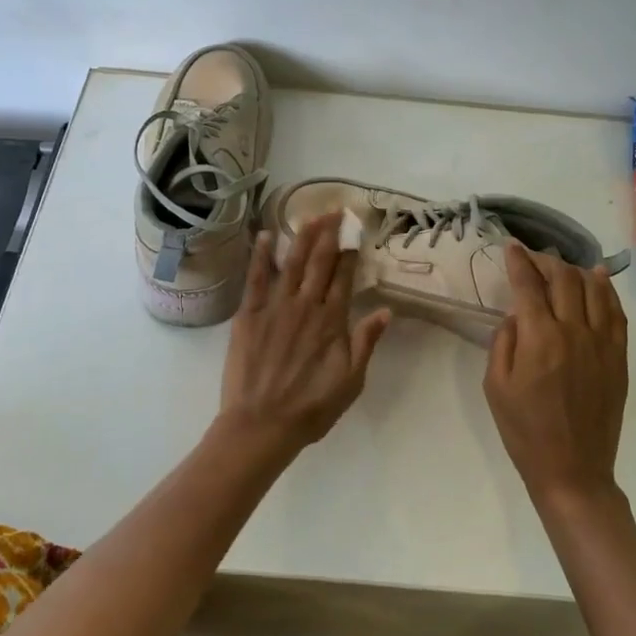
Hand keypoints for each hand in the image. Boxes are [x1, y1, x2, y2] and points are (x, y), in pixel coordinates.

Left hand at [217, 213, 391, 457]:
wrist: (262, 424)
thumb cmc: (311, 408)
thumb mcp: (351, 381)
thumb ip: (366, 342)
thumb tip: (386, 311)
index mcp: (332, 321)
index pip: (344, 277)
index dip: (350, 252)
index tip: (355, 230)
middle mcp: (306, 306)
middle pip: (320, 262)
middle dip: (329, 234)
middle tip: (335, 210)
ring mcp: (275, 308)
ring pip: (292, 263)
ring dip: (302, 237)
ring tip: (311, 215)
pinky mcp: (249, 315)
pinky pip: (255, 279)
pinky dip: (261, 256)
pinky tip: (265, 236)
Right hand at [483, 241, 628, 505]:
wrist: (572, 468)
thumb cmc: (524, 430)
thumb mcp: (495, 386)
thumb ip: (504, 342)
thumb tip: (516, 315)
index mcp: (539, 339)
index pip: (528, 285)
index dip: (518, 260)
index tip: (511, 246)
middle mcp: (574, 331)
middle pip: (564, 278)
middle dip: (546, 260)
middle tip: (533, 257)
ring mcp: (602, 343)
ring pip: (594, 288)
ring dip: (575, 270)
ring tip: (562, 266)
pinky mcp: (619, 357)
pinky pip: (616, 312)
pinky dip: (607, 290)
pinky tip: (598, 280)